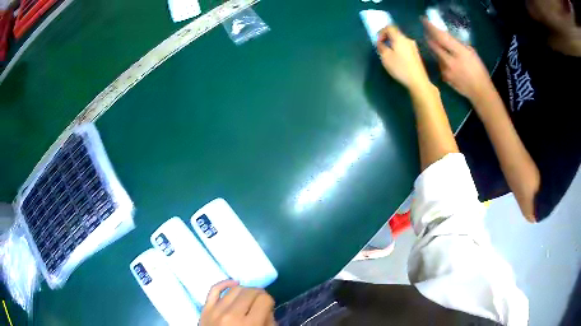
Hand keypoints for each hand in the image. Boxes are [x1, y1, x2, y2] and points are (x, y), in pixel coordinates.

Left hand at [200, 280, 275, 325]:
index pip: (264, 299)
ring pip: (235, 289)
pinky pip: (214, 290)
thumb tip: (266, 309)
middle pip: (250, 292)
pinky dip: (225, 283)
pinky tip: (234, 284)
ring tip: (249, 297)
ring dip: (245, 291)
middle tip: (260, 301)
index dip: (269, 302)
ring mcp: (216, 310)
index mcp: (249, 324)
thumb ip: (269, 323)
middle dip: (259, 294)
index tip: (268, 307)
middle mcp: (232, 315)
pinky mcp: (205, 309)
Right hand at [376, 26, 430, 90]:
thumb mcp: (385, 57)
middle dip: (387, 39)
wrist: (418, 81)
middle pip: (395, 34)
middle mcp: (408, 39)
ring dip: (393, 45)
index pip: (389, 27)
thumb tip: (381, 43)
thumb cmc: (400, 68)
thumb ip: (381, 47)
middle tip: (382, 48)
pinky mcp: (416, 54)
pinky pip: (405, 47)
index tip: (378, 42)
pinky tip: (398, 60)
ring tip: (389, 55)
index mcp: (399, 38)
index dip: (381, 32)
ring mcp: (413, 47)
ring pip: (400, 41)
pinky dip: (399, 50)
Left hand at [423, 19, 493, 100]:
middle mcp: (450, 61)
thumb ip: (459, 45)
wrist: (480, 92)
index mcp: (459, 53)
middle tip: (427, 31)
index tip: (424, 21)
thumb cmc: (479, 70)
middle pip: (433, 45)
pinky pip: (439, 65)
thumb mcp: (472, 53)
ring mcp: (445, 71)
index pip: (440, 37)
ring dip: (435, 48)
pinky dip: (440, 59)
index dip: (430, 28)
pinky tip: (446, 60)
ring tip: (439, 45)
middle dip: (428, 36)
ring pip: (435, 55)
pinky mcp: (444, 78)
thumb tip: (448, 38)